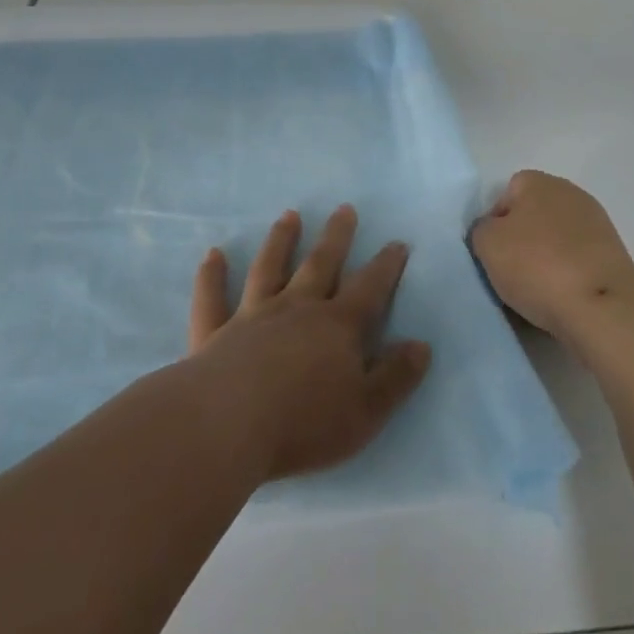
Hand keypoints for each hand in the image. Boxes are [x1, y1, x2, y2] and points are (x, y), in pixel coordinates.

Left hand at [187, 205, 431, 482]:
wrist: (228, 425)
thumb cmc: (303, 423)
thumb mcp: (365, 411)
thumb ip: (395, 378)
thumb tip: (422, 345)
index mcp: (337, 326)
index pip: (369, 289)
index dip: (386, 266)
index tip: (397, 243)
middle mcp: (296, 308)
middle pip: (320, 264)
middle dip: (336, 237)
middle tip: (344, 209)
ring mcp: (253, 315)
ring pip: (269, 268)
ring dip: (280, 241)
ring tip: (289, 215)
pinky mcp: (215, 332)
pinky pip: (213, 298)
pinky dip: (212, 276)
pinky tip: (213, 254)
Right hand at [469, 171, 633, 340]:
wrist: (602, 307)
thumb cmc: (538, 266)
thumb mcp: (487, 244)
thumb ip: (481, 229)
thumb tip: (492, 232)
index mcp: (539, 182)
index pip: (506, 194)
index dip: (494, 223)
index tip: (492, 253)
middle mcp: (570, 194)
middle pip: (532, 217)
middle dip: (520, 242)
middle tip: (509, 274)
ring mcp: (596, 224)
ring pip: (555, 241)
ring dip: (544, 261)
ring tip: (534, 294)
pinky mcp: (612, 256)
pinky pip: (576, 263)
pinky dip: (566, 277)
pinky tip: (559, 300)